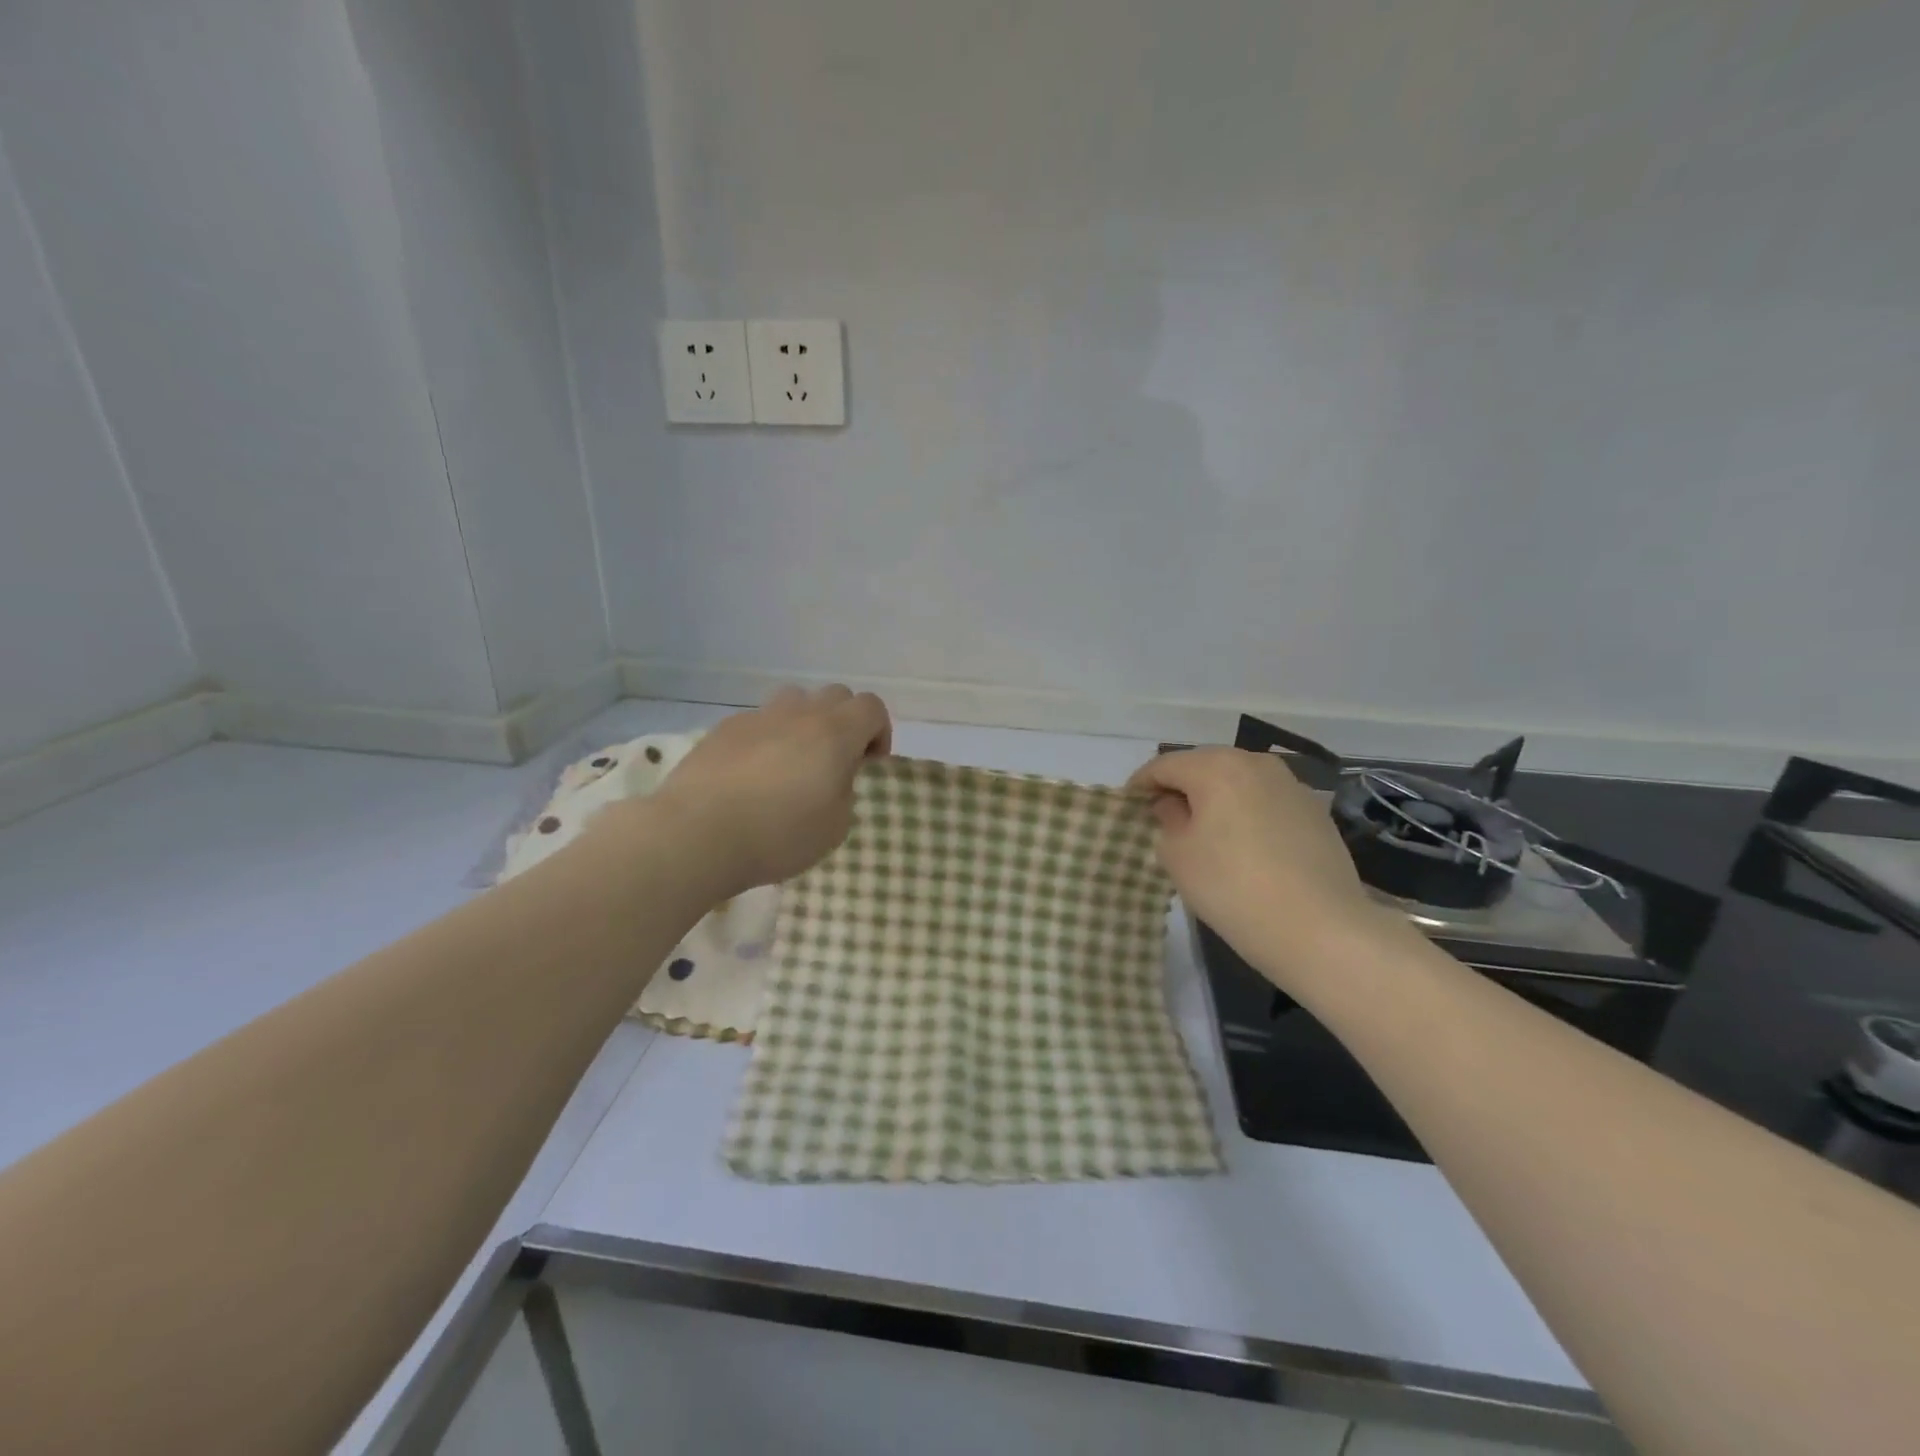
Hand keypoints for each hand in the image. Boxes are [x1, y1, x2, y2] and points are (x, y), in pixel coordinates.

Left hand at [643, 686, 891, 896]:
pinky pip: (758, 722)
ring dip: (804, 722)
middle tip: (835, 761)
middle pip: (835, 695)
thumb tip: (832, 777)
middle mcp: (799, 714)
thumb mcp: (835, 827)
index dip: (878, 732)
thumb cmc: (778, 835)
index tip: (869, 764)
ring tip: (793, 761)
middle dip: (844, 722)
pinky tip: (751, 774)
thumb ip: (844, 791)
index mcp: (834, 733)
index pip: (871, 707)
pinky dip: (766, 738)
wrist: (697, 833)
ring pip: (794, 701)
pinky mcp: (723, 729)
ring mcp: (757, 717)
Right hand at [1126, 748, 1402, 987]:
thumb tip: (1173, 805)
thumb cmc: (1233, 888)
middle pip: (1203, 765)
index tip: (1129, 807)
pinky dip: (1245, 811)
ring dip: (1215, 797)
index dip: (1141, 784)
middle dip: (1180, 787)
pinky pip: (1264, 799)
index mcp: (1216, 767)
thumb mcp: (1178, 856)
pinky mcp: (1314, 810)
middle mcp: (1255, 763)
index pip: (1165, 765)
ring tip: (1203, 830)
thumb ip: (1167, 820)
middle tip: (1163, 818)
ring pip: (1237, 780)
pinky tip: (1243, 844)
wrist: (1321, 929)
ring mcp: (1290, 784)